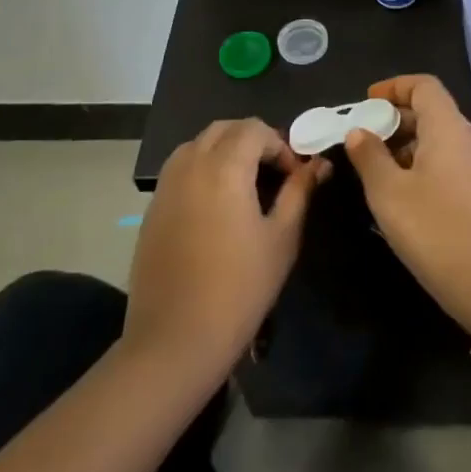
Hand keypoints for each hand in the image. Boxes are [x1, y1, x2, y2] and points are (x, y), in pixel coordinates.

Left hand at [125, 120, 331, 387]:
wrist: (175, 342)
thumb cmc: (239, 289)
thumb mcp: (282, 238)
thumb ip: (300, 192)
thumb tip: (318, 164)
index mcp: (224, 168)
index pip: (255, 129)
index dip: (280, 144)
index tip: (295, 176)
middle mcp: (190, 166)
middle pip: (223, 129)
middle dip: (252, 140)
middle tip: (273, 172)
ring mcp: (166, 188)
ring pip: (197, 145)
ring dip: (224, 150)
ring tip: (244, 184)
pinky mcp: (152, 211)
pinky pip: (179, 170)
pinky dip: (201, 170)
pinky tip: (216, 206)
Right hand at [343, 75, 470, 337]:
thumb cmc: (434, 229)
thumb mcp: (388, 193)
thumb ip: (369, 156)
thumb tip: (358, 131)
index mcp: (448, 127)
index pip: (424, 86)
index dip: (394, 86)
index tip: (367, 101)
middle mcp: (469, 137)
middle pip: (432, 111)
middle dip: (395, 118)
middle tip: (363, 137)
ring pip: (440, 138)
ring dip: (407, 143)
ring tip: (375, 166)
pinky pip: (449, 160)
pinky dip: (422, 162)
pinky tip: (401, 191)